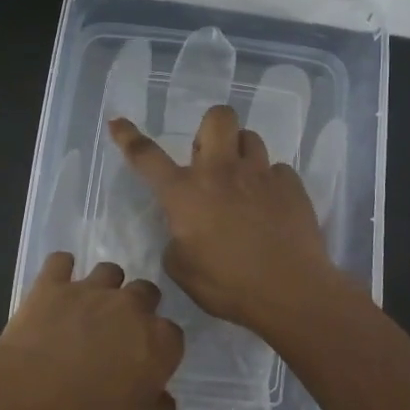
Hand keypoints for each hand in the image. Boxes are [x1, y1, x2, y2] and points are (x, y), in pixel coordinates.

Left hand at [0, 252, 183, 409]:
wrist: (31, 397)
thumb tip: (162, 398)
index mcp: (159, 340)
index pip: (173, 335)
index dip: (161, 349)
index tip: (147, 365)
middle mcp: (130, 306)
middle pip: (146, 292)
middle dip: (139, 307)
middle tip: (121, 332)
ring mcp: (90, 290)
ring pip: (109, 271)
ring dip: (106, 285)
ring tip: (92, 305)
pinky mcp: (52, 285)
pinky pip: (61, 262)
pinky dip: (61, 269)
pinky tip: (57, 282)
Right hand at [109, 105, 340, 333]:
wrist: (290, 292)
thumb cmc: (227, 285)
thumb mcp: (181, 268)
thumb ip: (176, 238)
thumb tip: (185, 228)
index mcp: (185, 193)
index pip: (147, 156)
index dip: (128, 137)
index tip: (118, 122)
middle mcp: (221, 171)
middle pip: (217, 118)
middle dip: (210, 129)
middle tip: (210, 159)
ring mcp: (260, 174)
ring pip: (250, 138)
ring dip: (241, 154)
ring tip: (243, 183)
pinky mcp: (291, 185)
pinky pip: (277, 169)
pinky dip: (270, 183)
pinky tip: (271, 207)